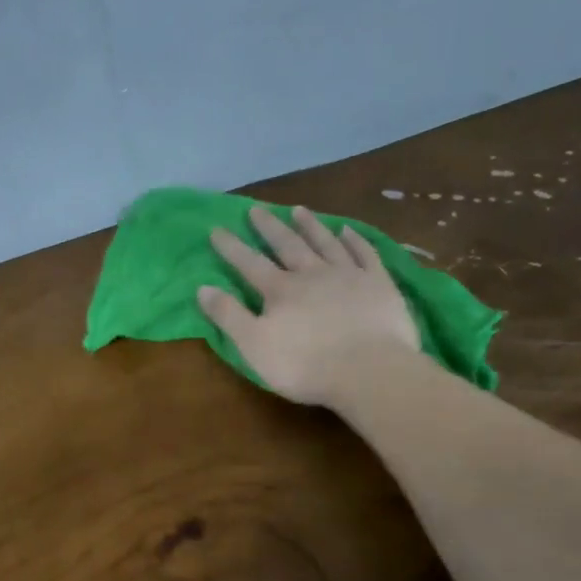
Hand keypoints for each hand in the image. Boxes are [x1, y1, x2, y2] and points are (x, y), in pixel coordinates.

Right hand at [198, 205, 419, 405]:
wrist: (369, 371)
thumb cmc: (305, 365)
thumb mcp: (254, 346)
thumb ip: (229, 316)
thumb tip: (202, 287)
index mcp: (280, 291)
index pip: (249, 263)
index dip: (231, 247)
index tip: (216, 228)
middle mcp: (312, 274)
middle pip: (287, 245)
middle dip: (269, 227)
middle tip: (256, 209)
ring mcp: (348, 275)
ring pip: (325, 243)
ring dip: (310, 226)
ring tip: (298, 209)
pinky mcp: (379, 284)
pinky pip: (365, 254)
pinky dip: (354, 240)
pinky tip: (347, 231)